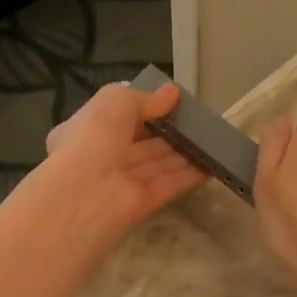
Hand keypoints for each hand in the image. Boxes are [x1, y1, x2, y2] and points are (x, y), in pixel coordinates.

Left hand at [42, 81, 208, 241]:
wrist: (84, 196)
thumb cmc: (94, 139)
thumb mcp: (116, 102)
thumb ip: (146, 99)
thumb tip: (172, 93)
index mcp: (86, 130)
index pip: (116, 118)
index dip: (142, 109)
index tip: (171, 103)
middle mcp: (103, 156)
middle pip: (141, 143)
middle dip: (167, 132)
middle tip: (198, 121)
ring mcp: (123, 182)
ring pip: (157, 163)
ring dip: (183, 152)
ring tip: (212, 139)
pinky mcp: (143, 203)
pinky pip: (169, 184)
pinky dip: (190, 174)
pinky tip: (211, 163)